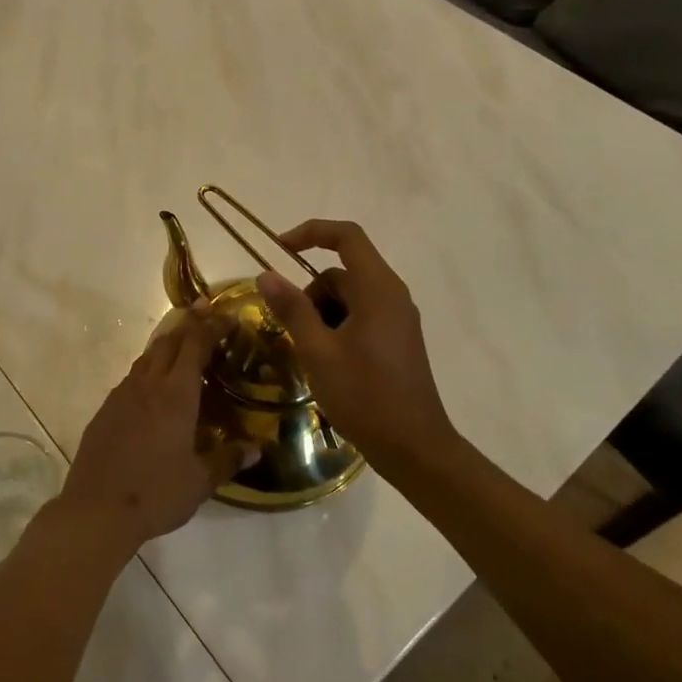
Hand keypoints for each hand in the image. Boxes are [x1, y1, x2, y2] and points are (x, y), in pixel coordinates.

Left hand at [55, 304, 254, 555]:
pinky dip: (149, 368)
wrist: (96, 510)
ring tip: (182, 342)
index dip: (212, 326)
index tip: (228, 316)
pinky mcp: (106, 409)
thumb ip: (228, 459)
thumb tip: (256, 448)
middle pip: (169, 341)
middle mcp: (148, 385)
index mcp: (176, 395)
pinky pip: (132, 377)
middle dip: (189, 323)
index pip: (195, 345)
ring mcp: (122, 394)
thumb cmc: (156, 494)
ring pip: (148, 356)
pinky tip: (154, 385)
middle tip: (206, 312)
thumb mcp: (200, 481)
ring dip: (167, 343)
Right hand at [256, 219, 459, 481]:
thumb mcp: (318, 352)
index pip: (346, 236)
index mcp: (378, 289)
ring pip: (348, 297)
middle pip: (342, 271)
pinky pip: (360, 316)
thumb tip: (265, 274)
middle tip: (289, 329)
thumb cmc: (365, 396)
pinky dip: (336, 327)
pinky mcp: (396, 340)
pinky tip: (325, 362)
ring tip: (307, 352)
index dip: (311, 232)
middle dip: (310, 291)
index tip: (278, 248)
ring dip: (321, 313)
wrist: (415, 449)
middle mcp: (392, 295)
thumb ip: (292, 308)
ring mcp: (397, 319)